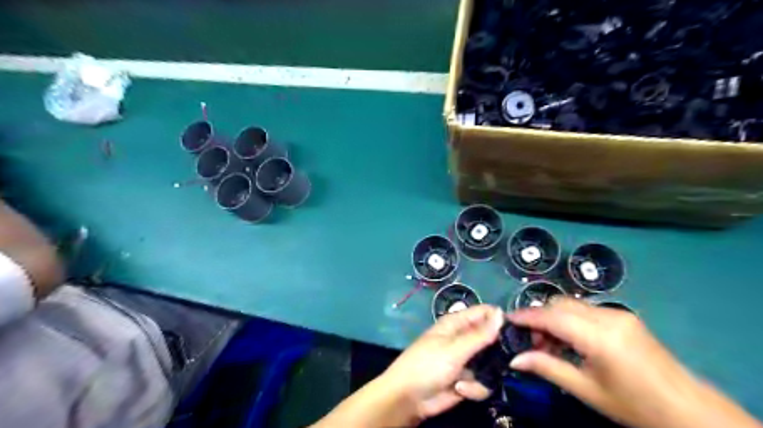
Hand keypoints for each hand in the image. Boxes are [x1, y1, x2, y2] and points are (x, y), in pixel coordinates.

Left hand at [381, 307, 504, 421]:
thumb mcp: (454, 349)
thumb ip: (480, 334)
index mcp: (458, 323)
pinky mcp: (468, 380)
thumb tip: (501, 313)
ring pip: (492, 364)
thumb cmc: (428, 365)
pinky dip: (474, 389)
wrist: (409, 398)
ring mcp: (468, 360)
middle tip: (503, 362)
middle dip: (498, 353)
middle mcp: (465, 339)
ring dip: (483, 375)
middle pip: (493, 339)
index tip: (515, 332)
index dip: (500, 319)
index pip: (485, 313)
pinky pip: (484, 382)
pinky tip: (460, 390)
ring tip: (467, 379)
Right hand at [506, 296, 758, 427]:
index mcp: (599, 336)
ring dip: (554, 318)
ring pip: (572, 305)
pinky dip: (570, 320)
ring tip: (550, 345)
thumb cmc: (635, 405)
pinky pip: (586, 311)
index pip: (551, 316)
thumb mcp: (586, 390)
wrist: (689, 410)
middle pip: (560, 304)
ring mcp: (618, 314)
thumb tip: (515, 359)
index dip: (526, 316)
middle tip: (531, 342)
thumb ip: (547, 368)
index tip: (506, 321)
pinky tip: (570, 341)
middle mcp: (607, 316)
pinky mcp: (624, 317)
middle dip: (539, 318)